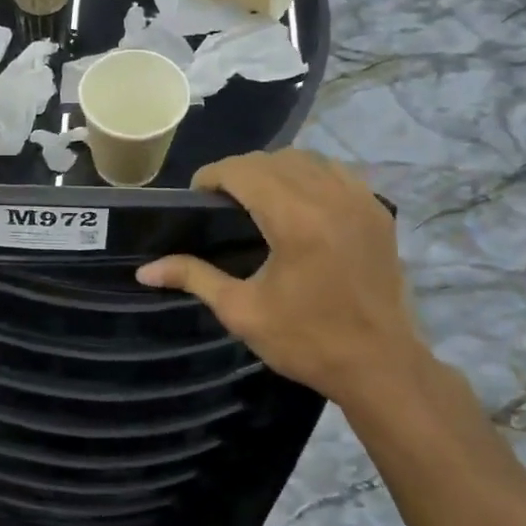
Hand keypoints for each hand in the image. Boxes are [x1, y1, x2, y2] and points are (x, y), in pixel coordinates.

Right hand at [136, 150, 425, 410]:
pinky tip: (298, 203)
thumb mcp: (241, 311)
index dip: (212, 175)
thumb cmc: (307, 341)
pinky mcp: (378, 211)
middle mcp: (329, 198)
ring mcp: (360, 201)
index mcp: (294, 220)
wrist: (381, 367)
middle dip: (239, 171)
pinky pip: (336, 172)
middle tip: (220, 201)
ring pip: (306, 159)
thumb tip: (144, 271)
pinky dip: (310, 175)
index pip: (243, 170)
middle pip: (272, 159)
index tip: (196, 196)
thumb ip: (193, 278)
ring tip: (257, 198)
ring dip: (274, 169)